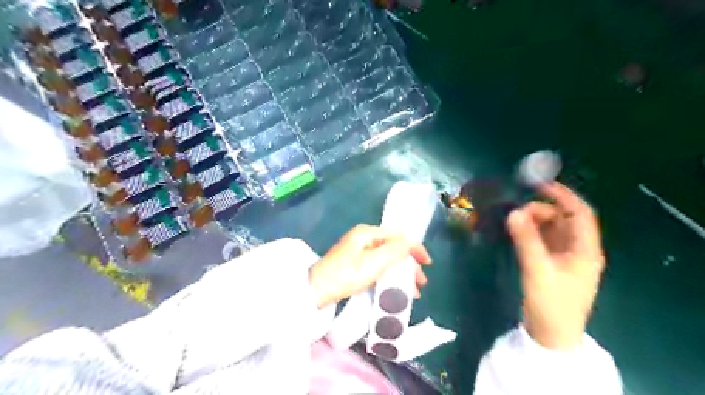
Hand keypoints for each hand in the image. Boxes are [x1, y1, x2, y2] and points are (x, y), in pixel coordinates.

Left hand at [311, 226, 432, 308]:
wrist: (316, 291)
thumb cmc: (346, 275)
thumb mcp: (373, 262)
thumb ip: (394, 250)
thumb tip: (410, 241)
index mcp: (367, 233)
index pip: (398, 236)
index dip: (415, 248)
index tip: (427, 263)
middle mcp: (364, 238)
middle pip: (393, 247)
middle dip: (409, 264)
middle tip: (421, 282)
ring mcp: (358, 251)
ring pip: (387, 258)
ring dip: (401, 272)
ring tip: (412, 291)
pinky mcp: (354, 264)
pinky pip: (378, 266)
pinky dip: (389, 276)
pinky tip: (396, 289)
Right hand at [508, 183, 605, 348]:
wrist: (551, 335)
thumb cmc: (551, 303)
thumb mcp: (537, 269)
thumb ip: (526, 239)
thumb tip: (513, 212)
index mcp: (585, 249)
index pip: (580, 213)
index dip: (563, 195)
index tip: (539, 185)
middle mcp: (578, 249)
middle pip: (563, 219)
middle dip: (542, 210)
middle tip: (517, 212)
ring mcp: (565, 257)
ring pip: (551, 229)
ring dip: (535, 221)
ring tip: (514, 221)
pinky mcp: (552, 264)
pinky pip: (543, 239)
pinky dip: (531, 232)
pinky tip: (517, 231)